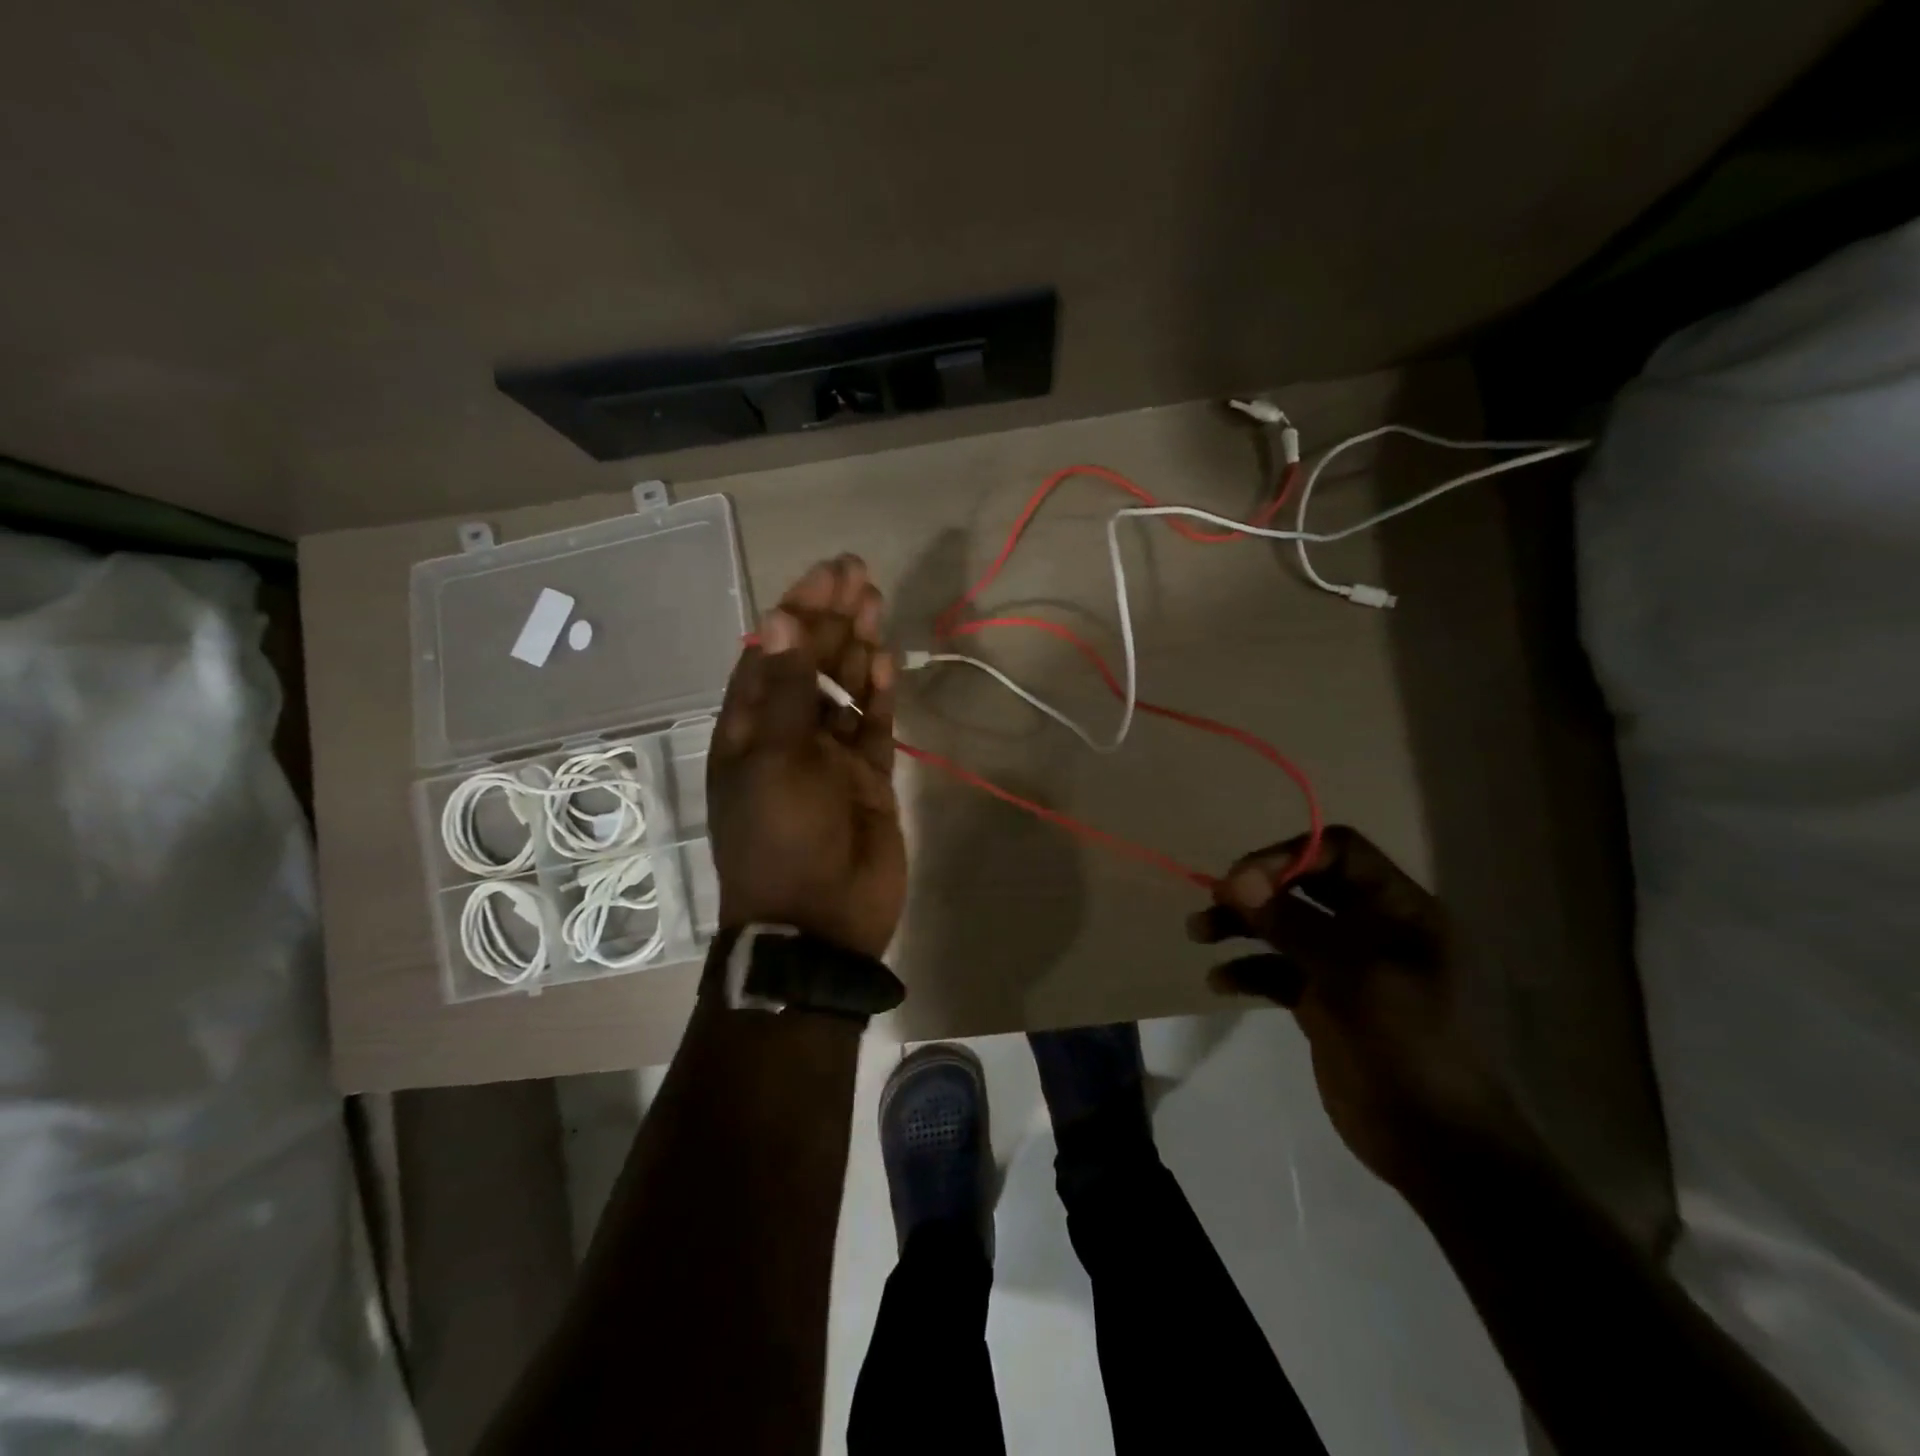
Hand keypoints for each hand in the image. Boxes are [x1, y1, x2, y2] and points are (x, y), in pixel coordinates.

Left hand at [709, 556, 905, 959]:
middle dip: (830, 619)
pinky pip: (873, 727)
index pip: (768, 657)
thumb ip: (787, 690)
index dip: (794, 614)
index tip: (824, 576)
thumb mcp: (775, 760)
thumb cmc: (782, 839)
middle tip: (857, 573)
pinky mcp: (867, 779)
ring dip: (856, 648)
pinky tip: (885, 660)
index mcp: (748, 731)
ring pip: (843, 691)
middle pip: (809, 665)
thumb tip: (778, 617)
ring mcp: (829, 758)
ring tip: (874, 603)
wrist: (819, 923)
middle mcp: (786, 737)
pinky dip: (878, 696)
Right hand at [1190, 826, 1527, 1192]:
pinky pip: (1277, 969)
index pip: (1339, 852)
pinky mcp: (1324, 1001)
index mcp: (1400, 911)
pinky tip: (1220, 982)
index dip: (1288, 857)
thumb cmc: (1409, 1048)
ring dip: (1242, 925)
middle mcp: (1372, 929)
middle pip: (1304, 885)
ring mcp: (1346, 966)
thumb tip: (1235, 878)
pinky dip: (1247, 969)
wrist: (1437, 1147)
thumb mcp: (1352, 978)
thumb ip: (1293, 923)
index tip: (1241, 881)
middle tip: (1215, 901)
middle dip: (1256, 889)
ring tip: (1198, 934)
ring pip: (1285, 925)